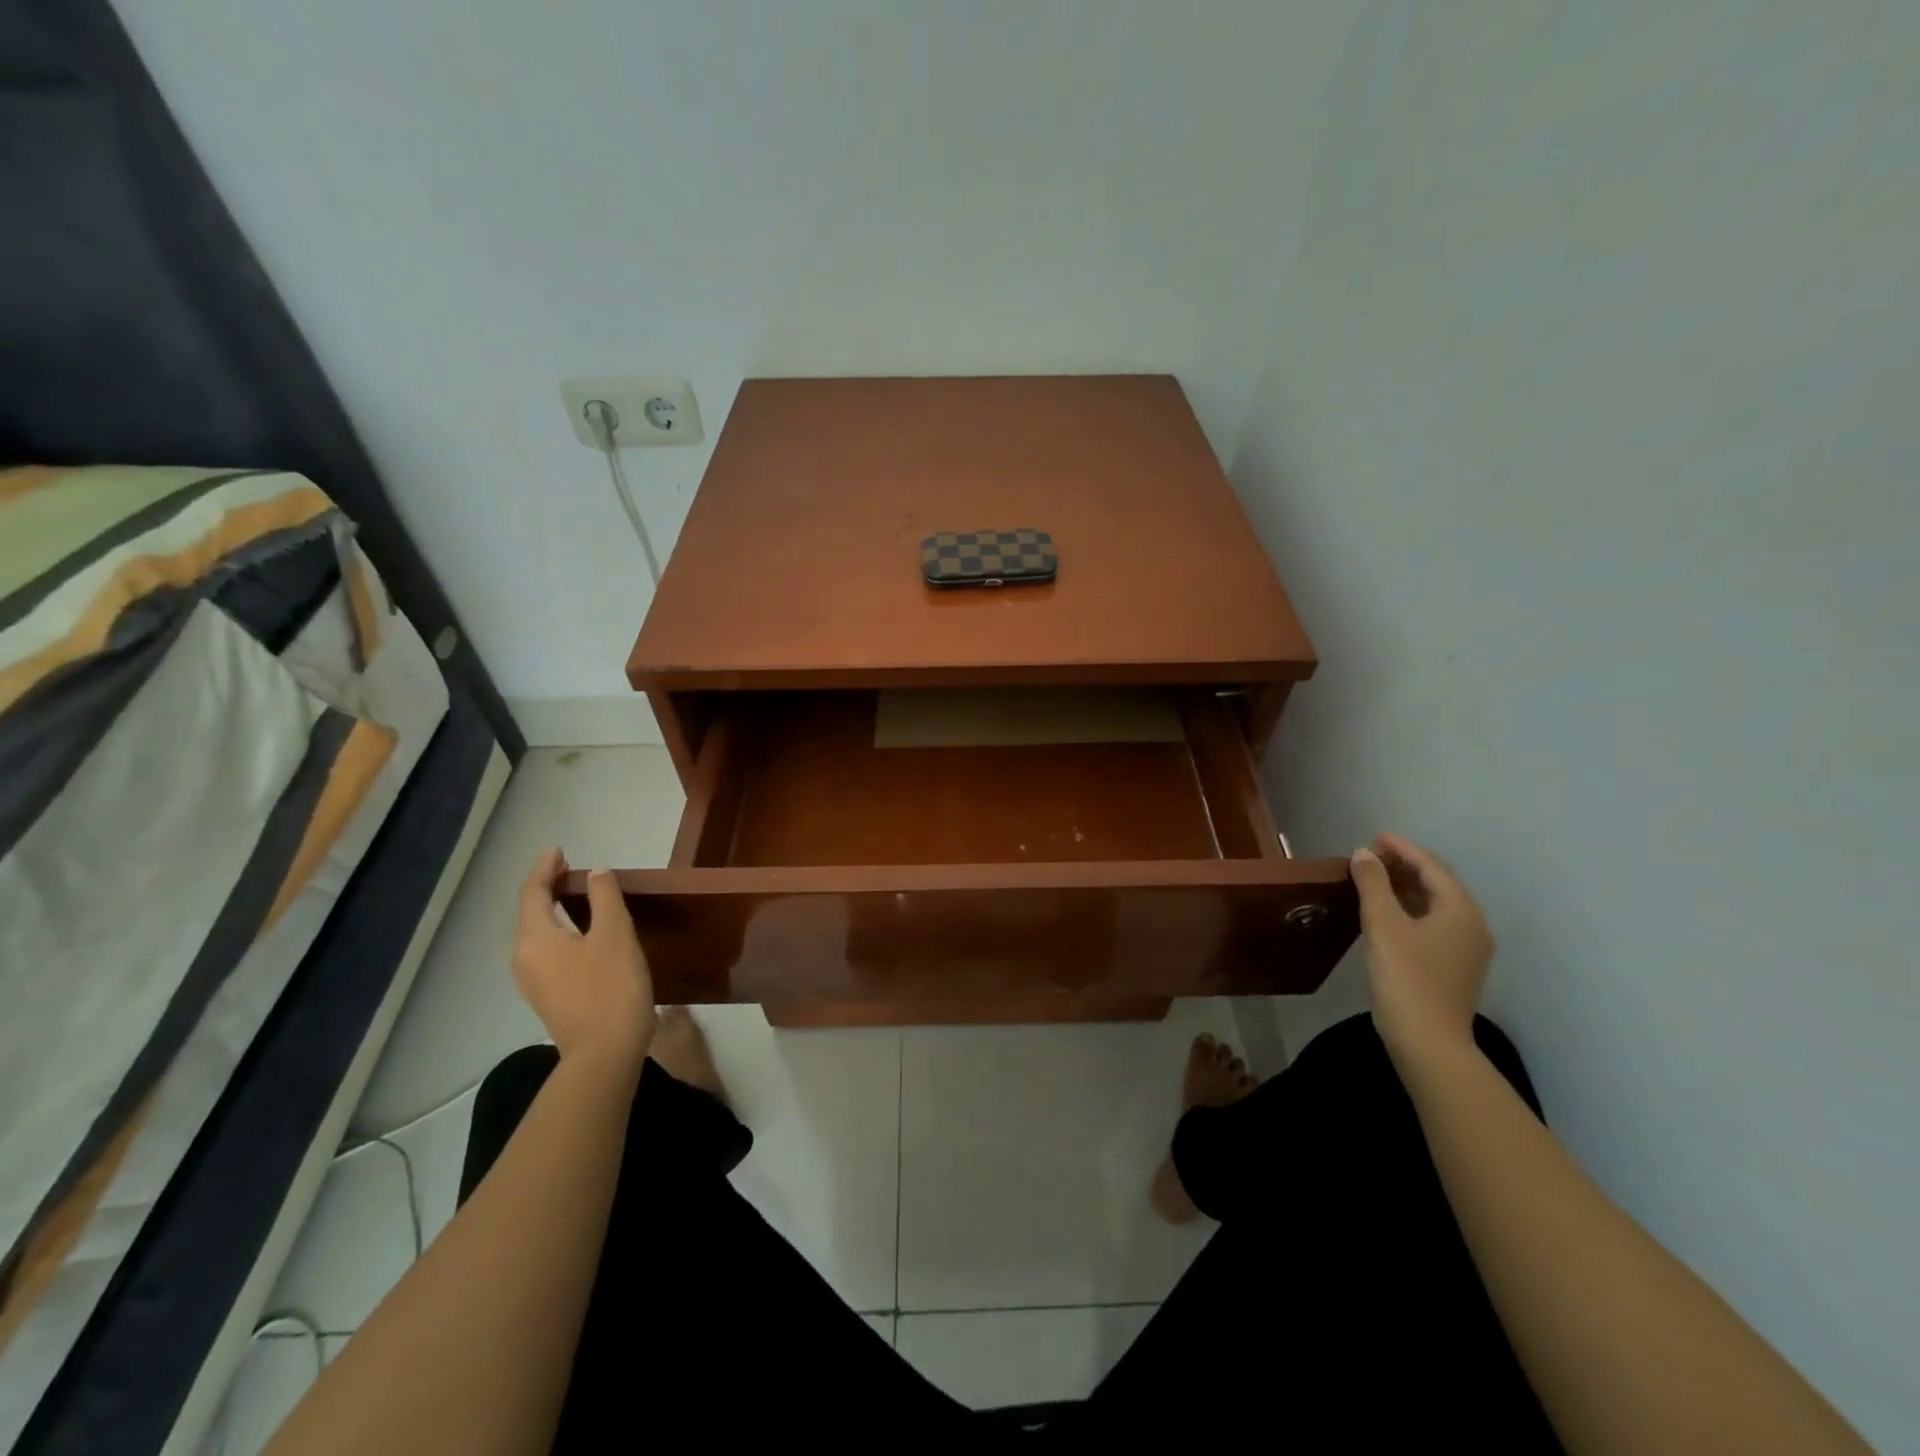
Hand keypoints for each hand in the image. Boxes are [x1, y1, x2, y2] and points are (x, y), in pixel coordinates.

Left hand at [512, 848, 655, 1065]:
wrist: (605, 1053)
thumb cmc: (611, 988)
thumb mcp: (614, 934)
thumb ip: (604, 897)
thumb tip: (596, 873)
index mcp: (535, 938)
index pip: (532, 892)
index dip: (545, 868)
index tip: (560, 850)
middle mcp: (524, 957)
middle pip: (529, 912)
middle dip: (547, 886)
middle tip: (571, 868)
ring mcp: (533, 980)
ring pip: (537, 932)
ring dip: (553, 908)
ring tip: (577, 894)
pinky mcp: (548, 995)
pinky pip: (546, 949)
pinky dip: (559, 929)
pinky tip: (582, 931)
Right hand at [1350, 833, 1492, 1060]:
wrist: (1428, 1042)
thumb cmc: (1406, 977)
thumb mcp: (1383, 924)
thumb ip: (1373, 884)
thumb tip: (1364, 854)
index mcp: (1460, 911)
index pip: (1432, 868)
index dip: (1403, 849)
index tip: (1376, 836)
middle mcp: (1472, 926)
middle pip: (1438, 885)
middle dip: (1406, 866)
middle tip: (1372, 855)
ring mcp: (1467, 950)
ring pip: (1435, 906)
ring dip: (1406, 889)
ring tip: (1375, 879)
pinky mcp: (1454, 968)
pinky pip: (1433, 925)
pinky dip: (1410, 910)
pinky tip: (1387, 914)